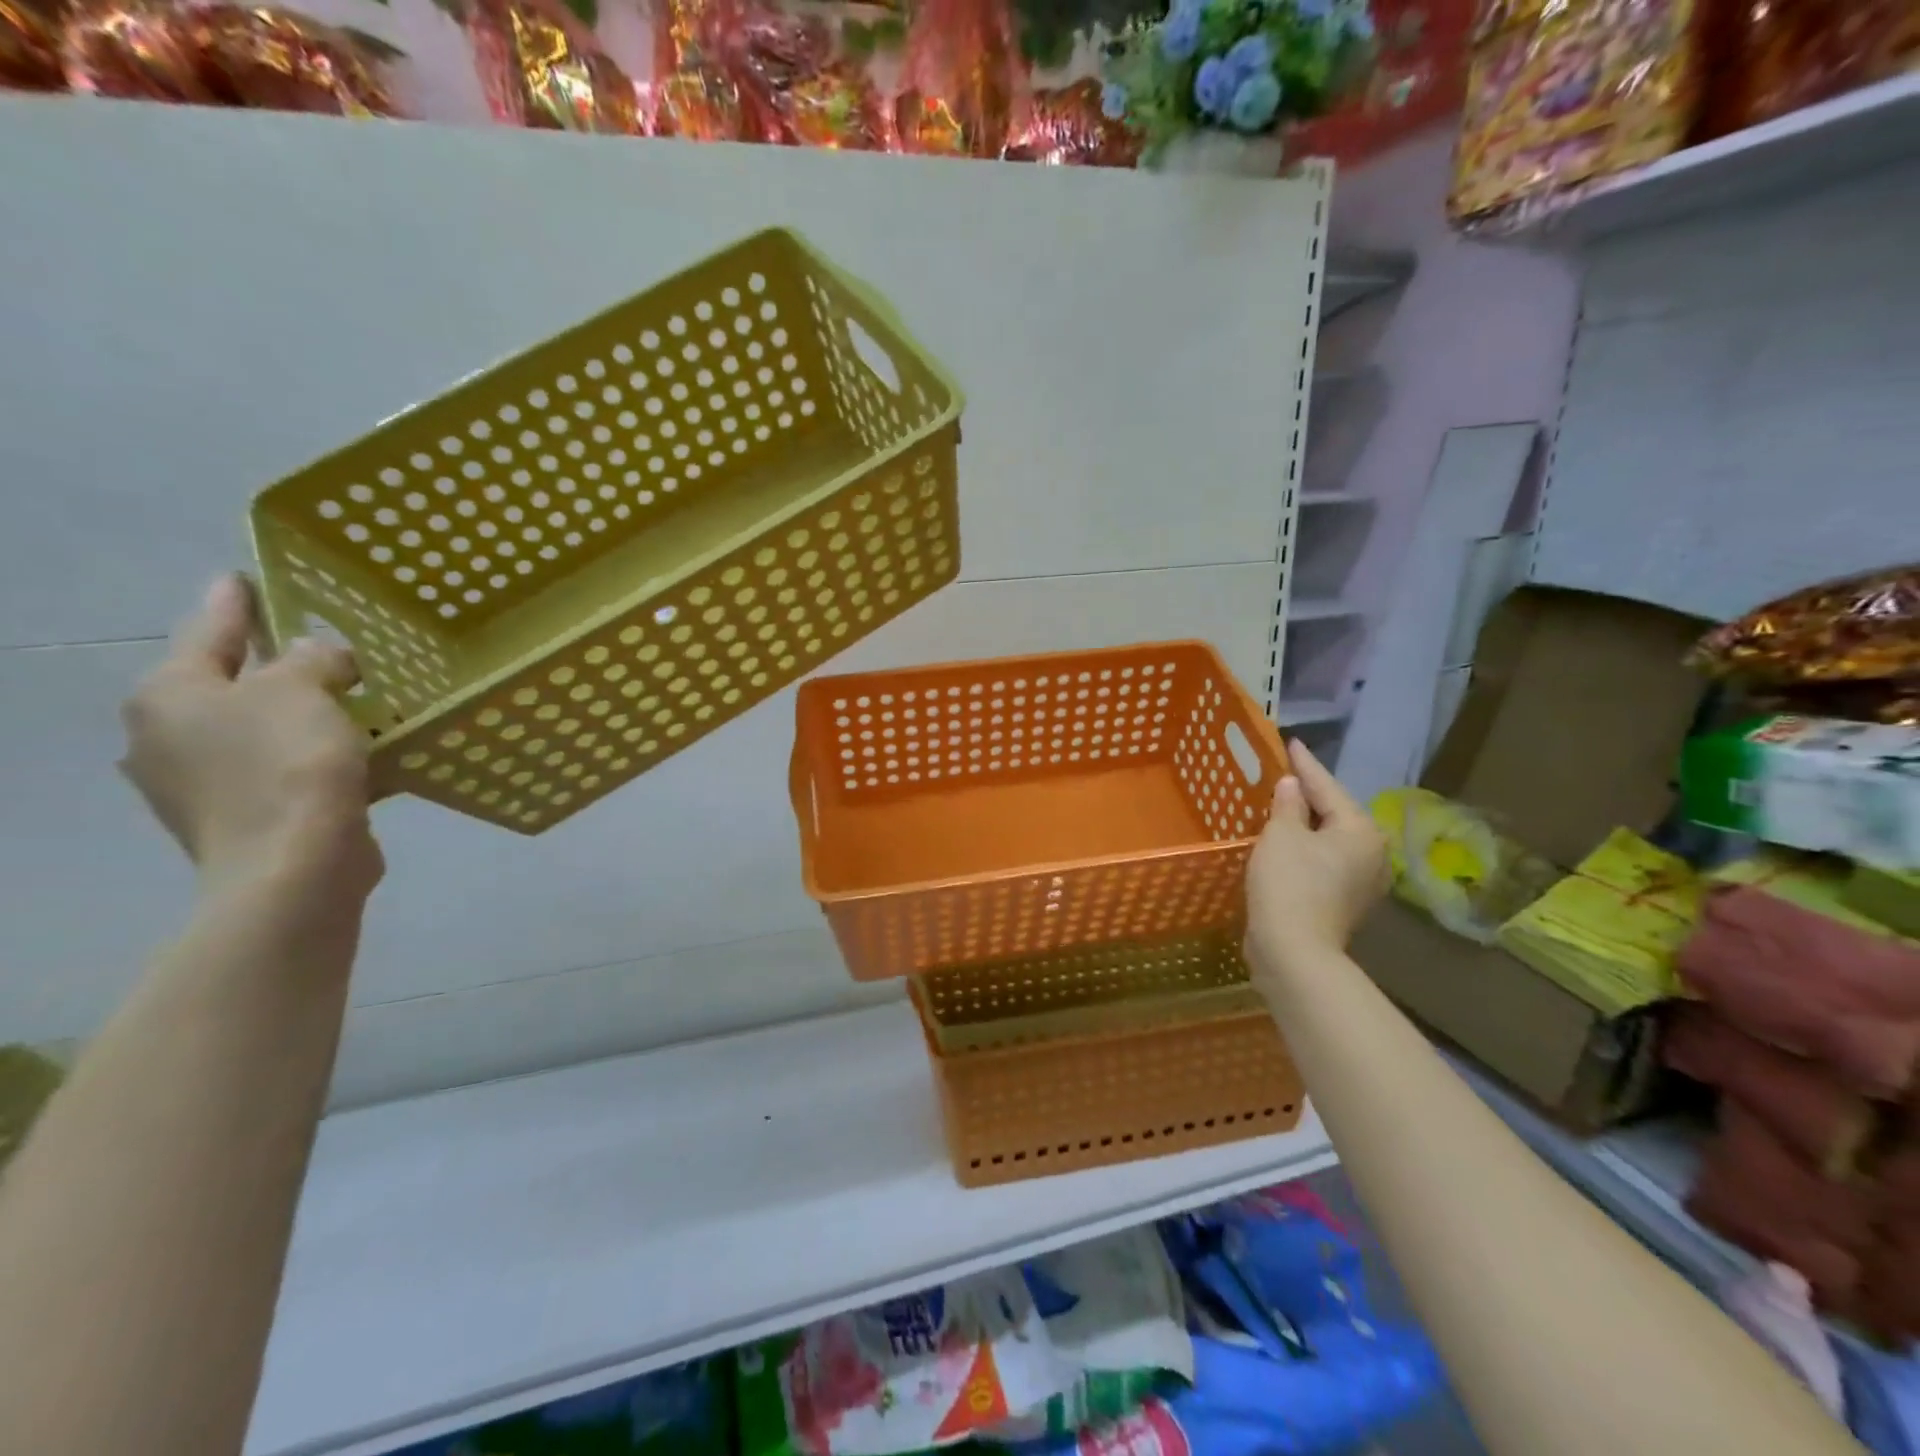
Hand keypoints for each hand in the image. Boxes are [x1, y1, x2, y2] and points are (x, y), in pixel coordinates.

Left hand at [120, 576, 383, 900]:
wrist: (296, 866)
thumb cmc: (288, 765)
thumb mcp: (304, 690)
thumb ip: (311, 658)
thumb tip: (319, 654)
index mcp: (170, 696)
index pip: (206, 632)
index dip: (233, 603)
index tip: (245, 577)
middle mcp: (171, 737)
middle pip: (231, 684)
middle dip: (275, 666)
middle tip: (319, 645)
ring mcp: (204, 784)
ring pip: (263, 729)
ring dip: (304, 713)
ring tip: (354, 699)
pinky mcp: (246, 817)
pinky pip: (286, 767)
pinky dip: (318, 755)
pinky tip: (361, 752)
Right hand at [1244, 739, 1387, 974]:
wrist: (1294, 951)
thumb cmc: (1289, 884)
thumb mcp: (1281, 835)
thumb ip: (1287, 805)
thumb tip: (1292, 785)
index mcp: (1360, 830)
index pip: (1327, 786)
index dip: (1305, 764)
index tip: (1291, 743)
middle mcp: (1372, 853)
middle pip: (1335, 813)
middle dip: (1309, 795)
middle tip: (1283, 774)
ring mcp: (1362, 881)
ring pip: (1331, 840)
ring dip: (1307, 824)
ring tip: (1281, 806)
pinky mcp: (1345, 902)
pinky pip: (1326, 861)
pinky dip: (1307, 848)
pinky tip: (1286, 843)